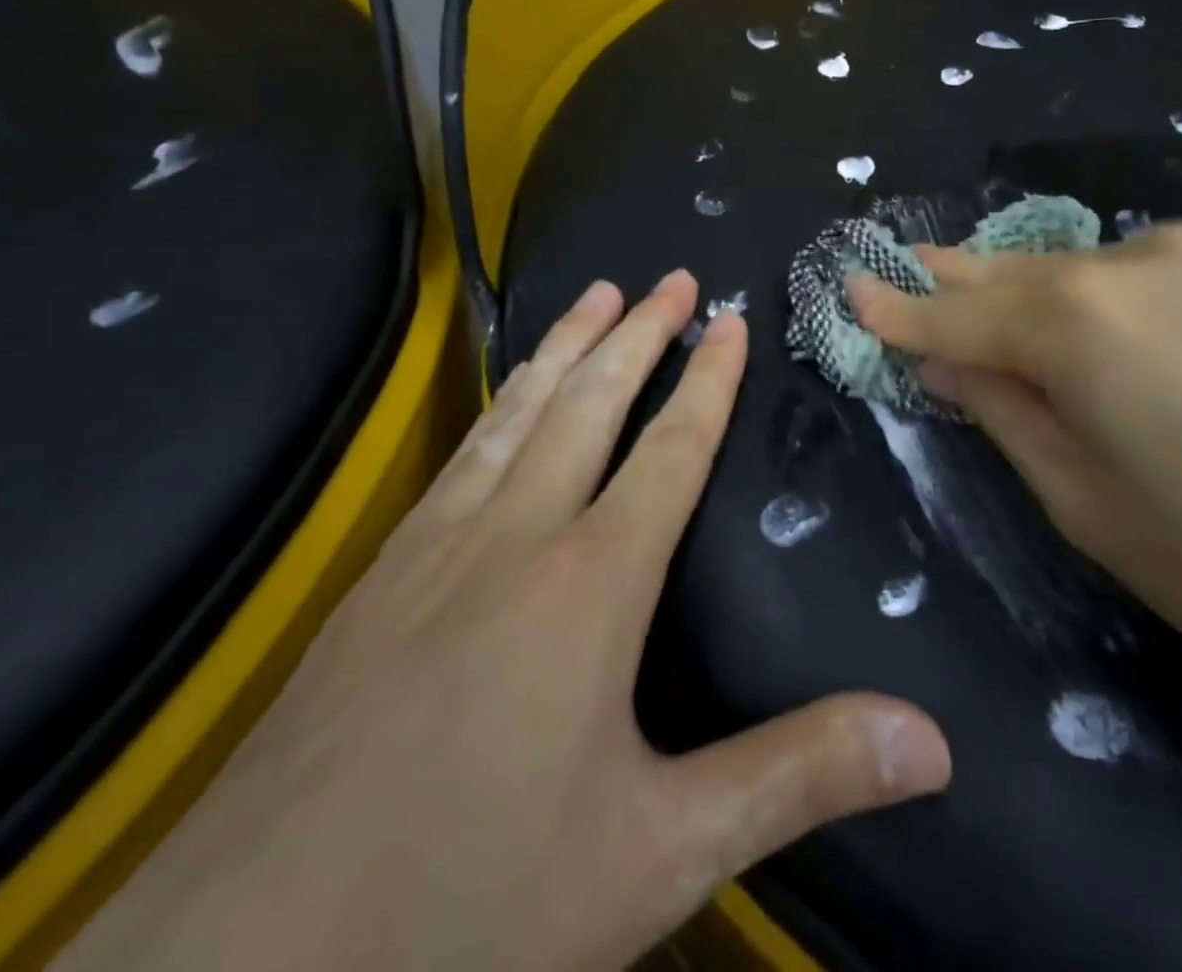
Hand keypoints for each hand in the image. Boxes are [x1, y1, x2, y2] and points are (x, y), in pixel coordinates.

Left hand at [57, 272, 949, 971]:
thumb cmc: (472, 902)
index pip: (670, 449)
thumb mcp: (661, 853)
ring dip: (564, 346)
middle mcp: (515, 535)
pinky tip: (504, 399)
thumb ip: (798, 777)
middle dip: (637, 333)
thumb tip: (932, 742)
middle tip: (668, 278)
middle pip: (590, 403)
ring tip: (595, 294)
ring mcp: (436, 547)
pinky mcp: (379, 576)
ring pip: (516, 412)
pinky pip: (460, 455)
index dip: (708, 380)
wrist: (248, 961)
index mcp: (591, 581)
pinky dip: (498, 403)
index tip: (729, 319)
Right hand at [848, 222, 1181, 717]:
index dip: (898, 306)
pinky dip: (1146, 300)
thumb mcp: (1086, 506)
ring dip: (1062, 299)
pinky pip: (1173, 270)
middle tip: (916, 271)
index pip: (954, 310)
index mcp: (1077, 324)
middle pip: (1020, 271)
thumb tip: (943, 359)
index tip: (851, 285)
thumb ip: (1003, 411)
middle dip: (963, 280)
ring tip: (1052, 336)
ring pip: (1098, 268)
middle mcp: (1135, 258)